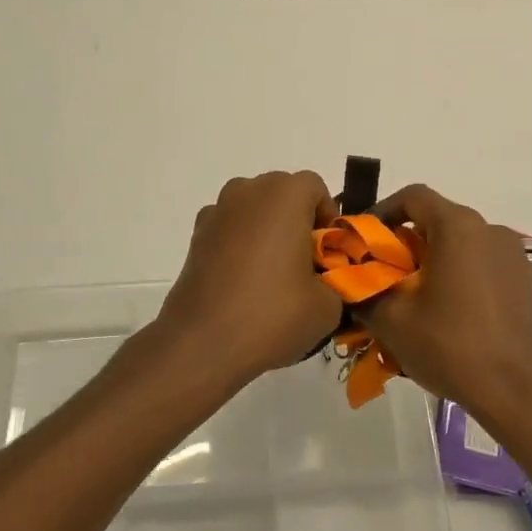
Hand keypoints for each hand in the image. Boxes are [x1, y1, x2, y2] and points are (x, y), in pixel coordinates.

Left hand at [154, 171, 343, 390]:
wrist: (202, 342)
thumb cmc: (272, 314)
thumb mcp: (327, 307)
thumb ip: (335, 283)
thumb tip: (324, 285)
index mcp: (285, 195)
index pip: (315, 188)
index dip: (328, 218)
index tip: (329, 253)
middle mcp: (249, 190)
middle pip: (283, 193)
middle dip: (297, 221)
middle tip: (306, 264)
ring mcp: (217, 210)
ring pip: (253, 209)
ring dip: (266, 229)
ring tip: (272, 274)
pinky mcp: (196, 235)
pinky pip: (229, 228)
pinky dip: (239, 244)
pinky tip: (242, 281)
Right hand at [353, 184, 531, 425]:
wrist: (520, 393)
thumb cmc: (452, 346)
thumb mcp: (393, 321)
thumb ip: (365, 292)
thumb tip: (351, 283)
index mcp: (458, 226)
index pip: (413, 196)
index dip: (383, 211)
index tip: (366, 241)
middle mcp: (489, 229)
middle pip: (438, 220)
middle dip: (407, 242)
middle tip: (386, 275)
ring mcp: (514, 255)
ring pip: (462, 244)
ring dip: (436, 261)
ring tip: (417, 299)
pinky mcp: (527, 281)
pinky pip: (484, 265)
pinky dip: (462, 276)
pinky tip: (452, 314)